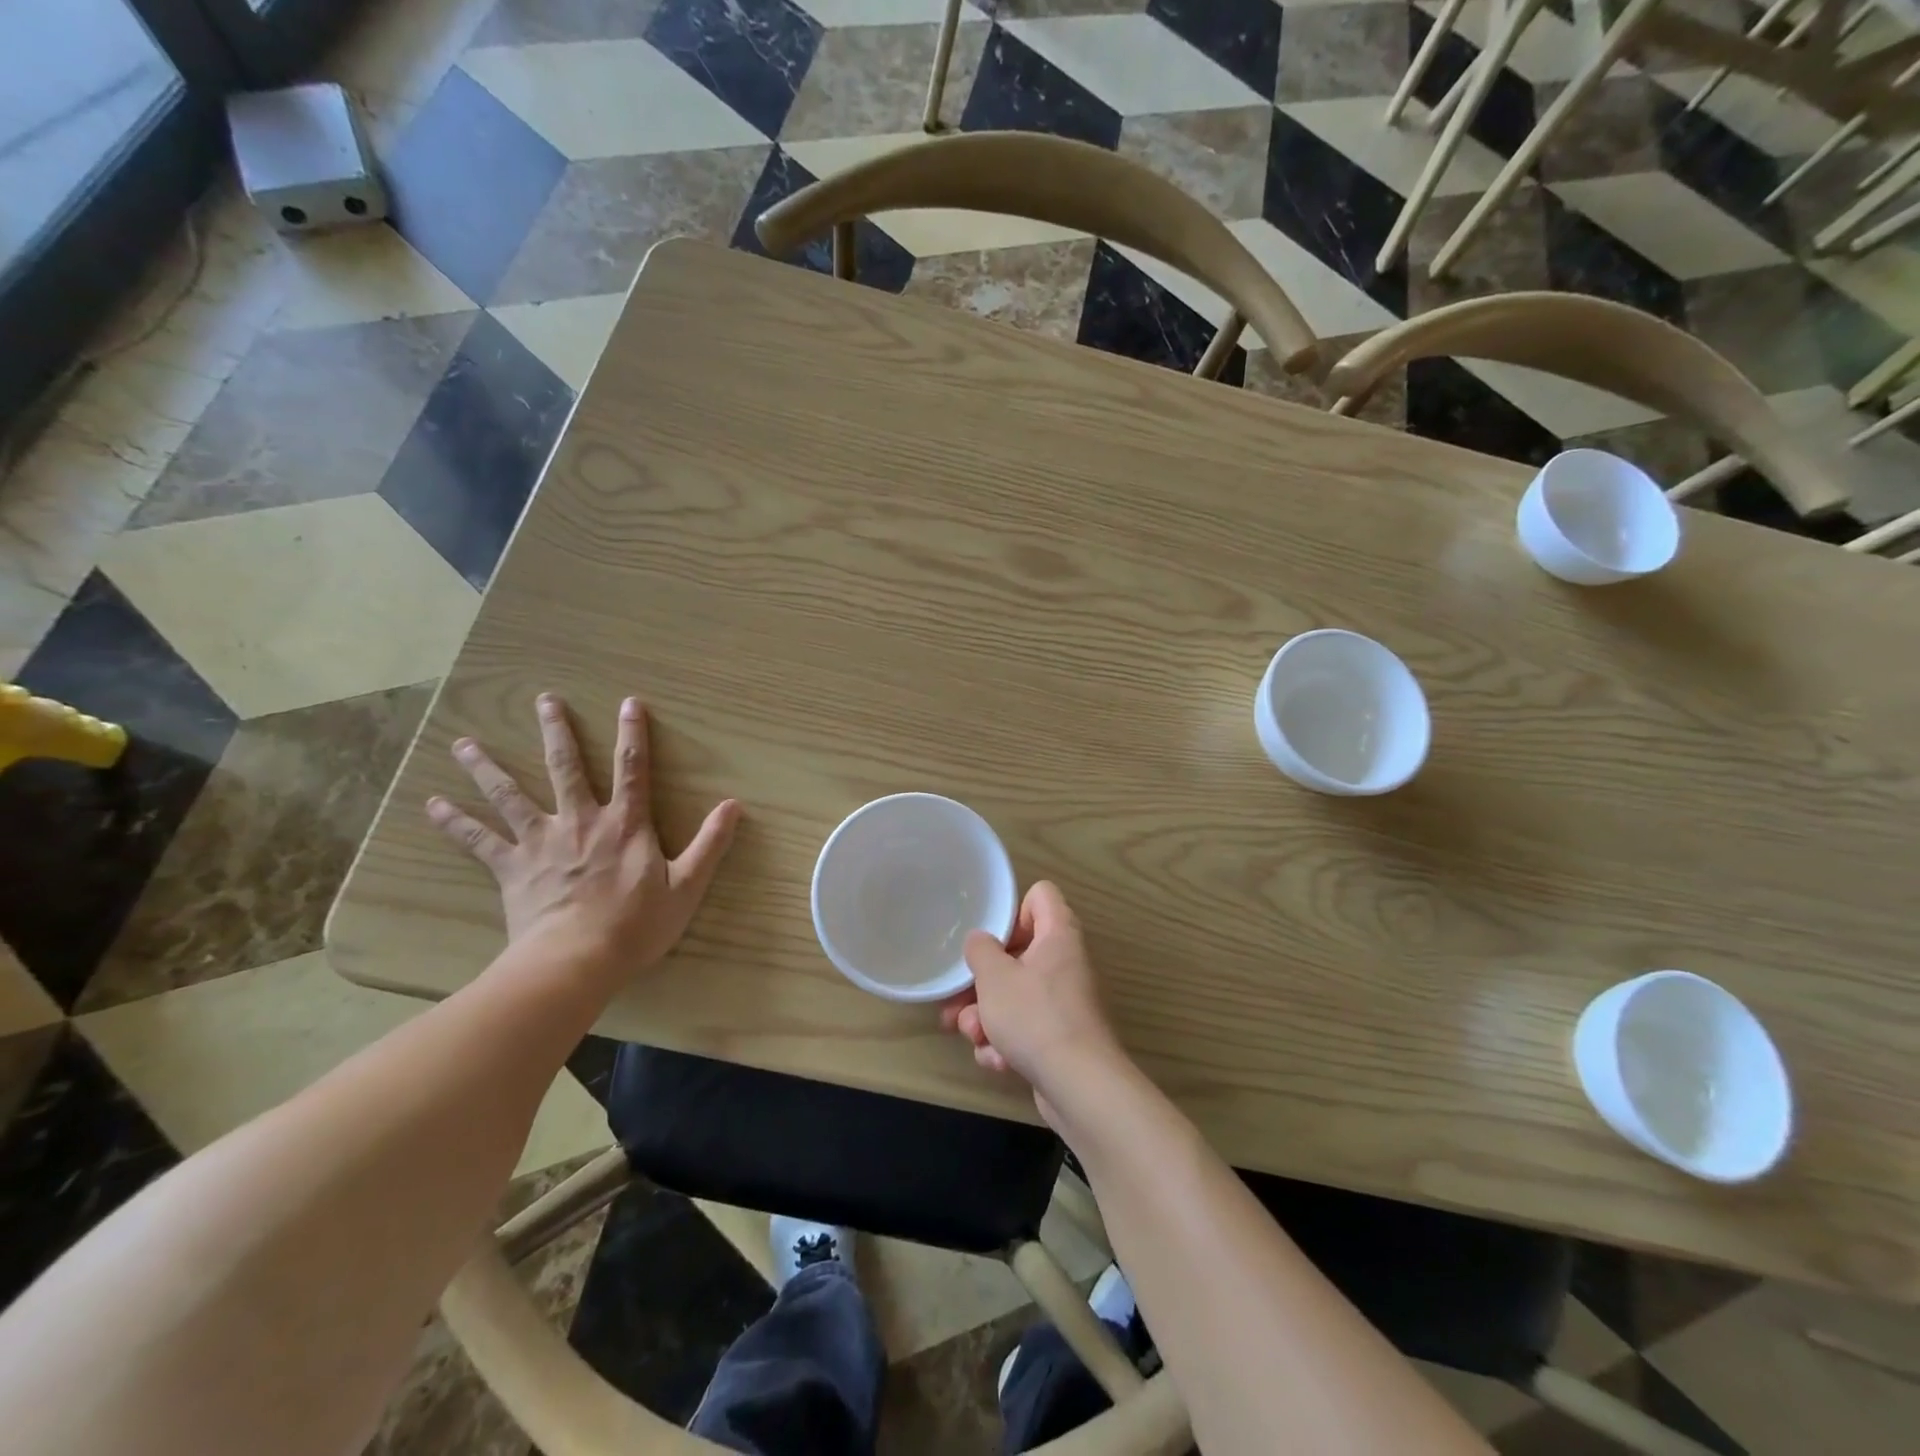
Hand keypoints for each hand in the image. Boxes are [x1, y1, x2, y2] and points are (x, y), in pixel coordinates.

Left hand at [427, 693, 741, 972]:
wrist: (575, 961)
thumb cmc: (636, 926)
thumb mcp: (687, 886)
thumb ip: (710, 844)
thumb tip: (734, 805)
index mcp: (625, 825)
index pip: (632, 769)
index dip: (633, 734)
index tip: (629, 703)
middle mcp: (581, 822)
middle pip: (566, 768)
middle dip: (557, 732)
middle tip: (545, 700)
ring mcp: (542, 842)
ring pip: (511, 795)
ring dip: (488, 767)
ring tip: (466, 743)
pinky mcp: (512, 868)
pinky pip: (479, 841)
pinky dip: (455, 823)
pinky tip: (433, 805)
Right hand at [940, 881, 1123, 1118]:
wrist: (1079, 1086)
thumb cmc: (1035, 1017)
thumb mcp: (995, 976)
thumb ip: (981, 949)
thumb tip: (981, 940)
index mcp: (1058, 935)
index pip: (1040, 895)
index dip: (1013, 911)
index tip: (991, 940)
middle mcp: (1065, 962)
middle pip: (1017, 954)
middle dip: (982, 982)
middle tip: (957, 1001)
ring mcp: (1064, 1002)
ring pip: (1015, 996)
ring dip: (987, 1016)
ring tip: (973, 1036)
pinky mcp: (1060, 1037)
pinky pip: (1025, 1028)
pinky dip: (1006, 1043)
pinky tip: (997, 1061)